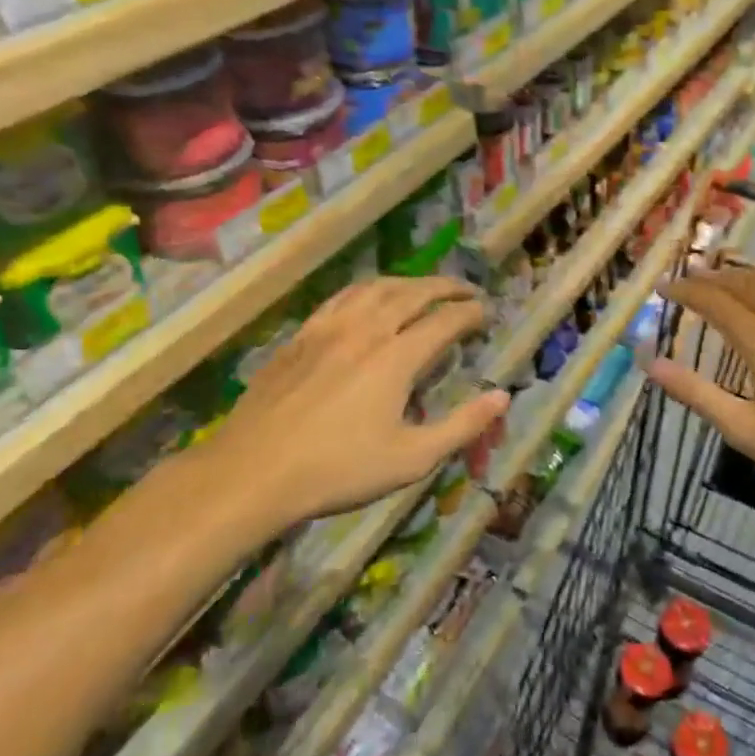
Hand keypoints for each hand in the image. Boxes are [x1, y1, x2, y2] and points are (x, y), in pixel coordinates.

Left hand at [205, 278, 507, 535]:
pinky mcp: (299, 337)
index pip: (445, 320)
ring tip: (423, 289)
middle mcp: (365, 330)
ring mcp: (327, 329)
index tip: (487, 314)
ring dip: (407, 282)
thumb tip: (502, 396)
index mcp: (396, 357)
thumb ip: (462, 425)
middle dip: (445, 287)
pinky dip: (367, 290)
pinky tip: (367, 301)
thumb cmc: (338, 470)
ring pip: (374, 288)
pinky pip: (341, 298)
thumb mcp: (412, 458)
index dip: (471, 314)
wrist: (252, 473)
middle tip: (466, 291)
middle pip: (412, 293)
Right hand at [646, 266, 754, 509]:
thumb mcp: (746, 429)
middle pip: (745, 283)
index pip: (715, 301)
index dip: (686, 291)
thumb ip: (696, 393)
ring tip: (727, 278)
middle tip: (689, 277)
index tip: (663, 286)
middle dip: (712, 277)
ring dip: (745, 274)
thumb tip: (649, 362)